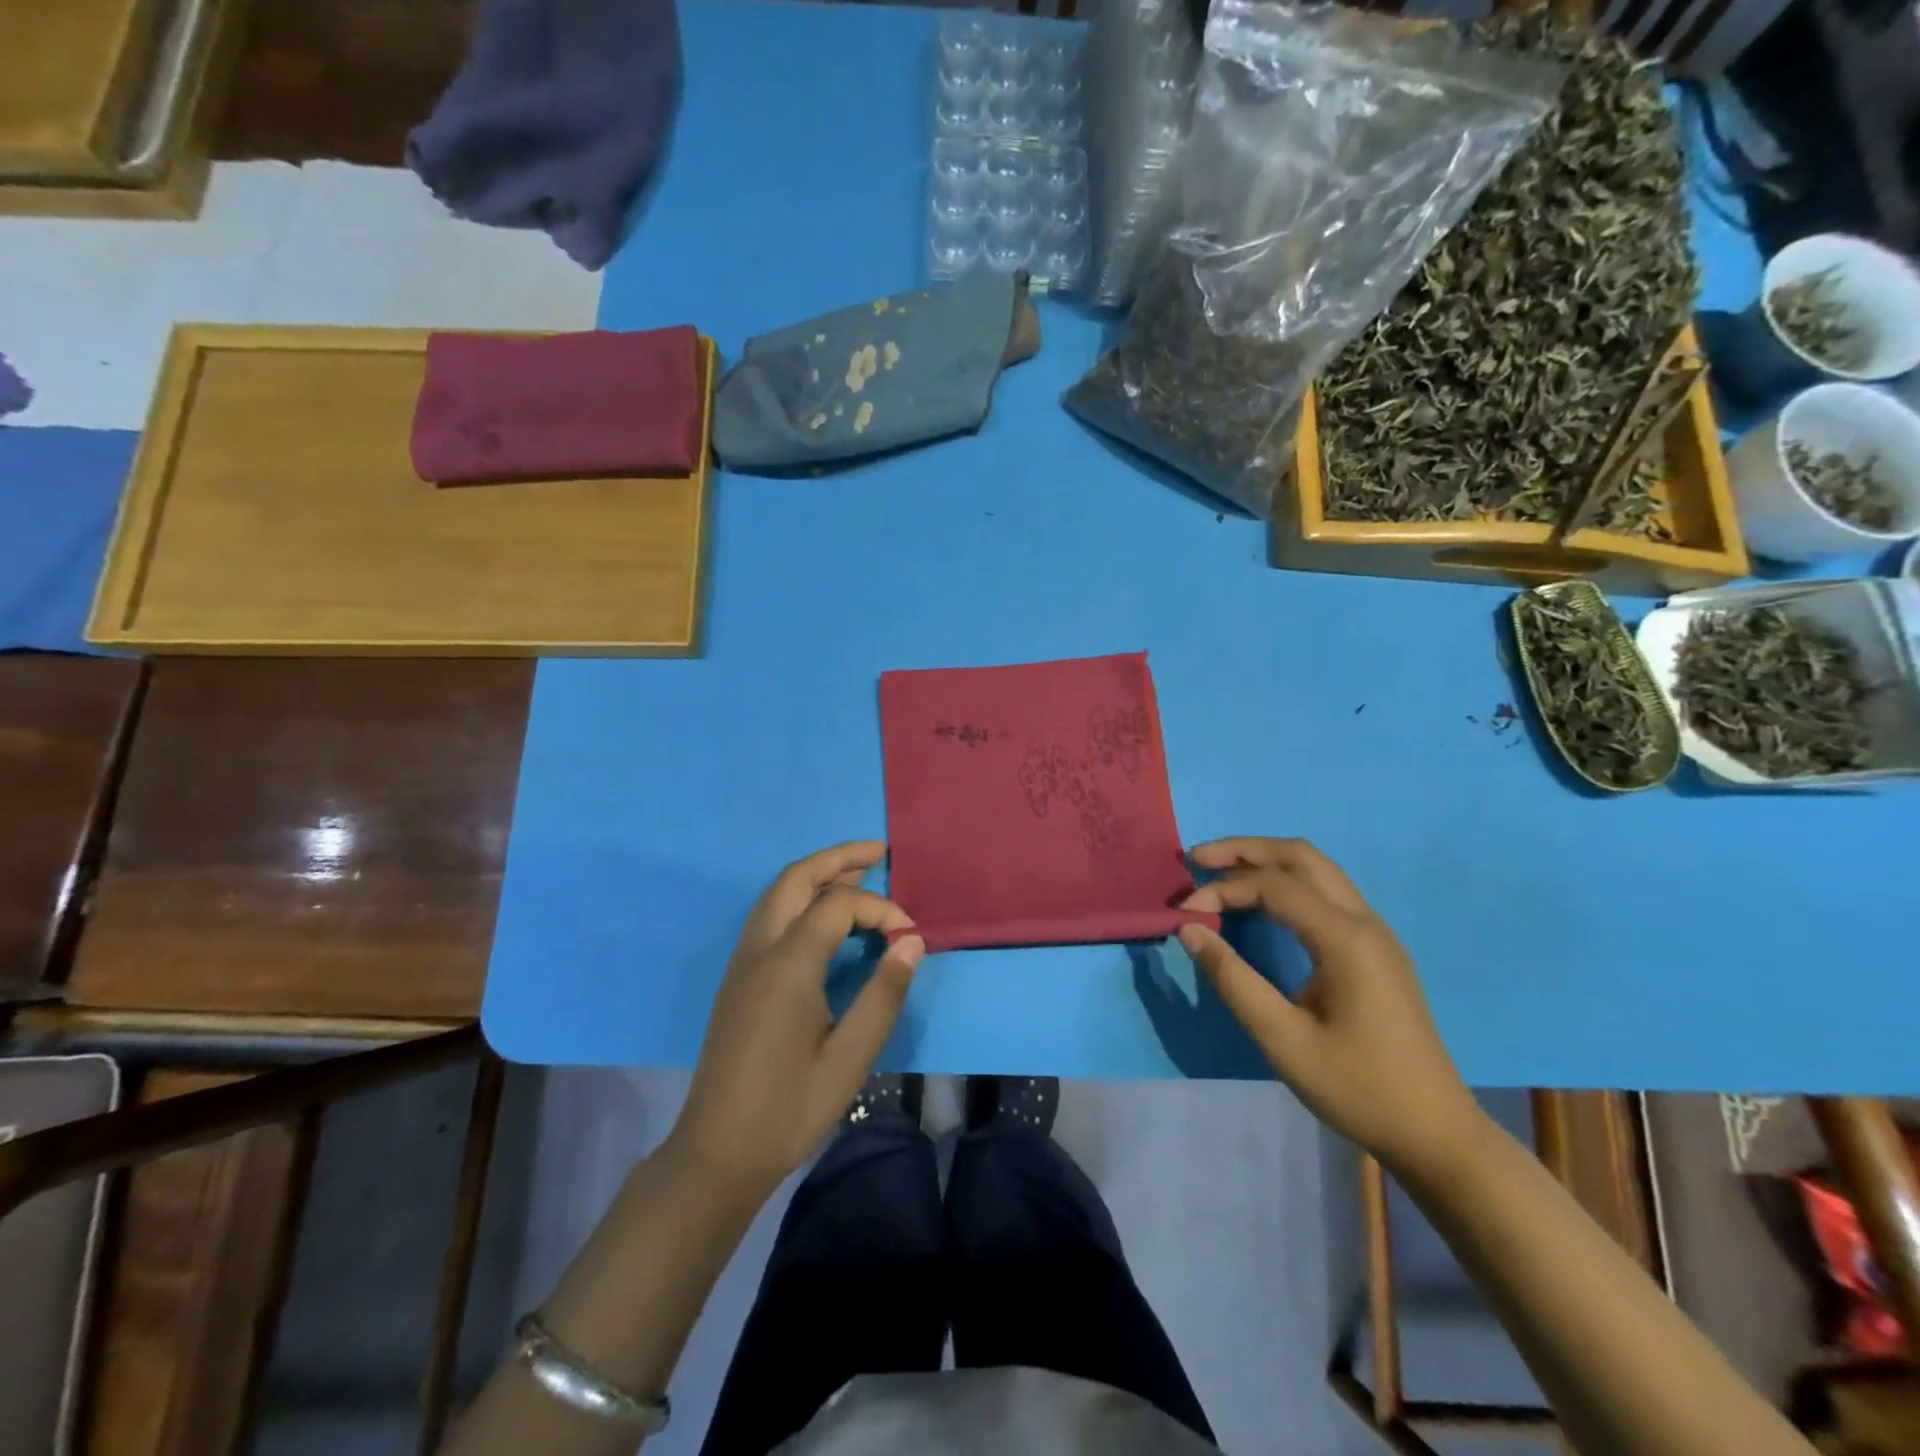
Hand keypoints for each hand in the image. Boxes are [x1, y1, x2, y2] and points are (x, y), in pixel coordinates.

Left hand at [669, 841, 924, 1199]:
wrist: (717, 1152)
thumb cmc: (789, 1109)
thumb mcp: (850, 1058)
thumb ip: (884, 995)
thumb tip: (912, 942)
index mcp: (788, 964)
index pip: (838, 906)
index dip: (880, 910)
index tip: (909, 937)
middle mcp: (760, 950)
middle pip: (796, 878)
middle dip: (838, 858)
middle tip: (880, 853)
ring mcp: (742, 962)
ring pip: (777, 893)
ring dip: (816, 875)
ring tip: (858, 873)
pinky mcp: (738, 978)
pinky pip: (769, 915)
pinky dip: (800, 898)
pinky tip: (824, 917)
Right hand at [1178, 837, 1482, 1177]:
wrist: (1435, 1133)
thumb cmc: (1357, 1088)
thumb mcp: (1282, 1039)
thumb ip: (1232, 978)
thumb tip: (1188, 928)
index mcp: (1346, 939)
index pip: (1273, 885)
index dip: (1222, 890)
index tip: (1183, 914)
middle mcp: (1365, 921)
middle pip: (1301, 856)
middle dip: (1245, 849)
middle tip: (1197, 859)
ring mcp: (1376, 933)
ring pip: (1318, 869)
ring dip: (1267, 861)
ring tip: (1221, 871)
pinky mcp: (1376, 948)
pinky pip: (1327, 892)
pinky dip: (1287, 881)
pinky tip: (1263, 902)